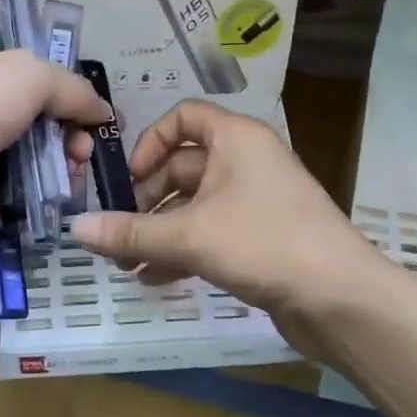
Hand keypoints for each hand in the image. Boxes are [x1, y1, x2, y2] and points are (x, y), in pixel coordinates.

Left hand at [0, 25, 108, 244]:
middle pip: (27, 101)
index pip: (9, 50)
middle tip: (89, 134)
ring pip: (29, 141)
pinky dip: (47, 180)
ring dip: (62, 150)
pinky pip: (22, 176)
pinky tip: (69, 183)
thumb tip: (104, 112)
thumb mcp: (32, 74)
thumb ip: (73, 89)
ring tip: (80, 159)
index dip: (48, 68)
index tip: (81, 91)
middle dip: (65, 118)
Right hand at [68, 101, 379, 348]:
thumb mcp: (189, 236)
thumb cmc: (264, 243)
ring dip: (158, 232)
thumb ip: (130, 233)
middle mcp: (246, 162)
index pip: (183, 118)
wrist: (341, 298)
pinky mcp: (261, 238)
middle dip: (145, 202)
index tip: (127, 181)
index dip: (149, 143)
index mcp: (236, 139)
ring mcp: (256, 202)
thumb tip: (75, 228)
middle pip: (182, 168)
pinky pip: (211, 233)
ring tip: (125, 265)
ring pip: (194, 206)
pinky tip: (154, 280)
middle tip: (116, 235)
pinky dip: (182, 250)